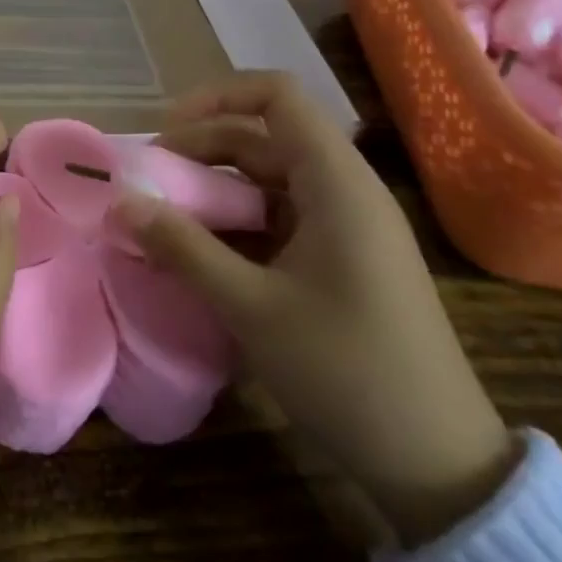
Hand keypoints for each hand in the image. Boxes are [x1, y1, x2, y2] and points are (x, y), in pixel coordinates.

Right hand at [113, 72, 517, 545]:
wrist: (439, 465)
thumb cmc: (347, 372)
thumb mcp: (251, 307)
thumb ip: (183, 247)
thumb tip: (122, 202)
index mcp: (336, 183)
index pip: (277, 96)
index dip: (217, 97)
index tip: (166, 130)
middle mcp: (344, 190)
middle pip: (265, 137)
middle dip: (202, 147)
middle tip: (150, 180)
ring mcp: (346, 226)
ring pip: (269, 178)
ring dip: (215, 188)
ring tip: (165, 215)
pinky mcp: (342, 258)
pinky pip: (280, 216)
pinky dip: (237, 221)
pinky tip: (202, 250)